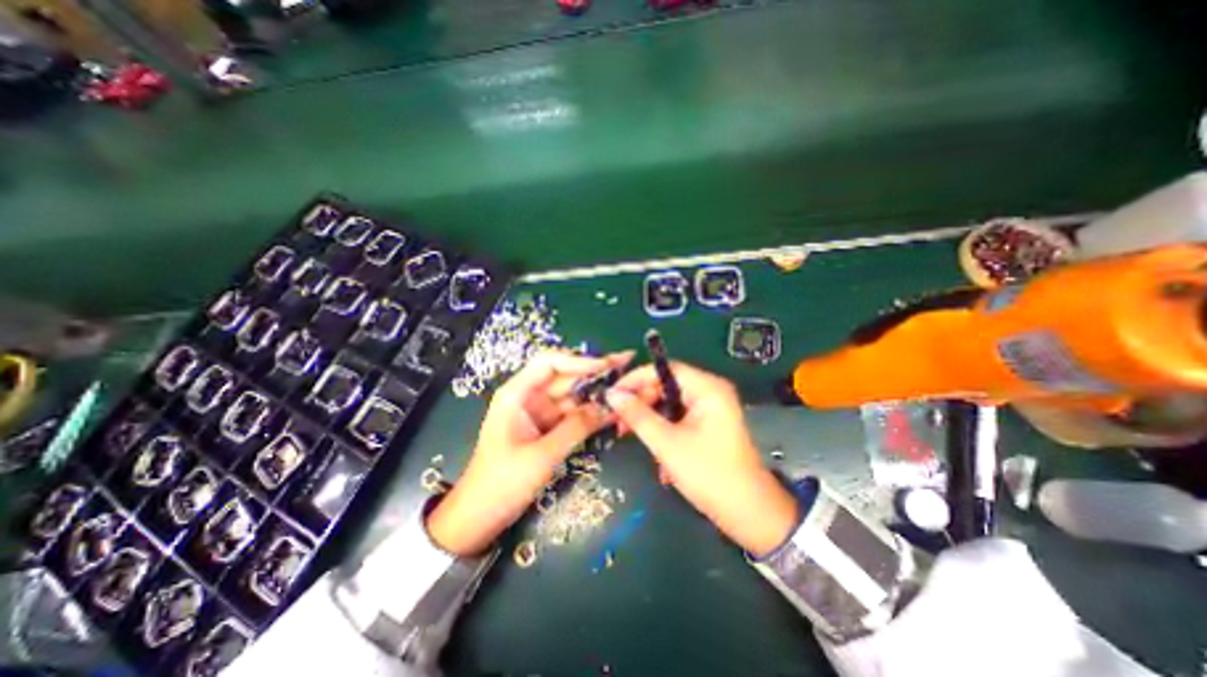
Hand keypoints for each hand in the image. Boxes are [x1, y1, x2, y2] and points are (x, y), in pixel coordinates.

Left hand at [427, 348, 631, 553]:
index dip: (579, 361)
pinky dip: (591, 412)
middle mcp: (529, 397)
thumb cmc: (502, 483)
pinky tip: (613, 409)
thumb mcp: (542, 456)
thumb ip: (576, 428)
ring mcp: (539, 412)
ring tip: (628, 385)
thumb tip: (608, 406)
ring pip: (573, 395)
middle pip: (566, 376)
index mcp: (517, 393)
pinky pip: (573, 414)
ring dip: (597, 392)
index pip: (550, 363)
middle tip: (627, 363)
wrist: (479, 517)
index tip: (607, 366)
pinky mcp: (547, 428)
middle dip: (595, 371)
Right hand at [609, 361, 799, 558]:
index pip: (664, 369)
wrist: (749, 515)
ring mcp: (710, 410)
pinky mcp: (708, 426)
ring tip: (630, 436)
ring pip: (669, 403)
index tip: (612, 393)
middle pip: (666, 385)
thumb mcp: (667, 443)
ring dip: (650, 419)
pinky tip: (656, 453)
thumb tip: (611, 394)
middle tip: (619, 421)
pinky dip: (663, 430)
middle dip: (641, 402)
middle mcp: (710, 392)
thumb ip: (638, 415)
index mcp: (707, 388)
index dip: (635, 378)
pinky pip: (679, 418)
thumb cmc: (709, 474)